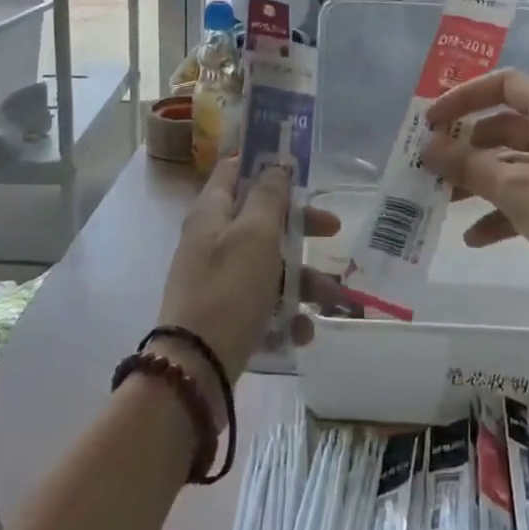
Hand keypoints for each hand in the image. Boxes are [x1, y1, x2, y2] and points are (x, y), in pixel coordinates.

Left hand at [156, 157, 337, 386]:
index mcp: (212, 212)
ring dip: (302, 279)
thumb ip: (269, 197)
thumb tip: (276, 166)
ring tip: (331, 299)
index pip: (232, 169)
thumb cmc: (229, 289)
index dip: (261, 160)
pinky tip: (302, 331)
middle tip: (333, 229)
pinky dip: (285, 313)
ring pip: (269, 264)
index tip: (294, 161)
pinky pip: (262, 303)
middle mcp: (212, 240)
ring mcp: (218, 278)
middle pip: (262, 218)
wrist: (195, 369)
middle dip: (300, 225)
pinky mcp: (226, 313)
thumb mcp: (255, 235)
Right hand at [418, 69, 528, 309]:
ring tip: (445, 204)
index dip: (463, 98)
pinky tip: (478, 238)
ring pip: (522, 164)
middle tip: (432, 168)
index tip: (430, 123)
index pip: (506, 85)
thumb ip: (468, 165)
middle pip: (510, 126)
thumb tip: (427, 146)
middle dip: (468, 148)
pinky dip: (509, 209)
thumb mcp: (518, 191)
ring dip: (483, 181)